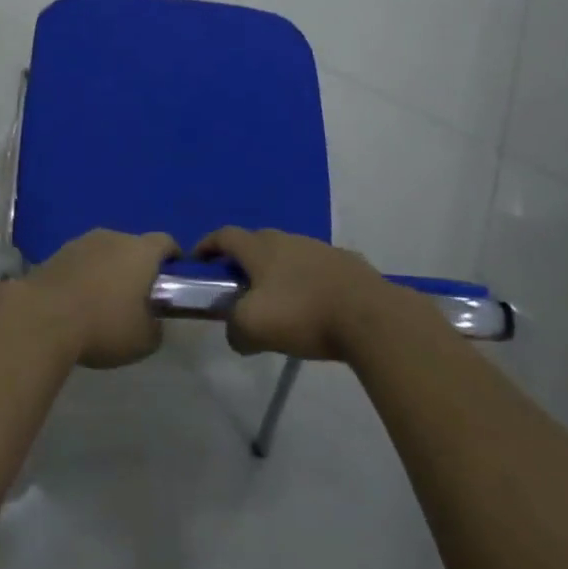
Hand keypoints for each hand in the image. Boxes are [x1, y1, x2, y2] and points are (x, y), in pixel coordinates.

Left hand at [16, 229, 179, 368]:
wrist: (43, 318)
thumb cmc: (104, 325)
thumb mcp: (144, 340)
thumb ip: (156, 327)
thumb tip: (153, 322)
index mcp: (141, 251)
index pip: (166, 242)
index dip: (173, 257)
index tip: (174, 275)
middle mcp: (113, 237)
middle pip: (133, 246)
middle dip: (137, 267)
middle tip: (136, 296)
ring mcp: (82, 242)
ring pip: (104, 252)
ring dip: (107, 270)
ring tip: (104, 301)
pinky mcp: (56, 254)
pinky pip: (80, 263)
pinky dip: (84, 277)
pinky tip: (78, 303)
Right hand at [195, 227, 396, 361]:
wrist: (368, 315)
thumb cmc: (303, 314)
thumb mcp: (254, 328)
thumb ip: (234, 329)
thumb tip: (236, 333)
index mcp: (260, 248)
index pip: (225, 235)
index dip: (208, 245)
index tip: (198, 260)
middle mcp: (287, 239)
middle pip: (256, 242)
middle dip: (242, 259)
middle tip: (237, 286)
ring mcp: (319, 248)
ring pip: (288, 254)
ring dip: (276, 271)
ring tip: (278, 301)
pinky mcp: (345, 263)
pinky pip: (315, 268)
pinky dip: (305, 281)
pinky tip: (313, 306)